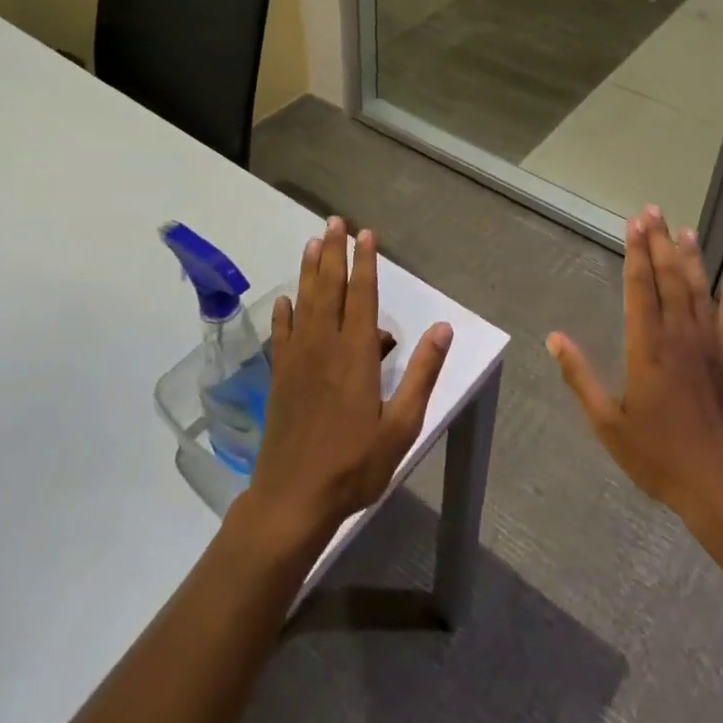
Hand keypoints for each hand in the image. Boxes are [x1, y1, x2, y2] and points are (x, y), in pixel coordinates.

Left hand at [242, 218, 451, 548]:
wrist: (292, 500)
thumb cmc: (355, 465)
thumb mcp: (402, 425)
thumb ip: (422, 373)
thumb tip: (443, 328)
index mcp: (357, 356)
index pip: (363, 297)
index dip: (365, 263)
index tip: (364, 235)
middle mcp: (325, 348)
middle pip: (329, 290)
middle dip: (332, 253)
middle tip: (333, 222)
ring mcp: (297, 361)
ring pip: (304, 304)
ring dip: (308, 272)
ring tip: (311, 242)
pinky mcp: (279, 379)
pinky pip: (281, 336)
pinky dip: (282, 314)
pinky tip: (283, 301)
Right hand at [548, 207, 722, 524]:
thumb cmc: (659, 456)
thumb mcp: (608, 423)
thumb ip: (580, 376)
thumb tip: (555, 338)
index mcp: (647, 346)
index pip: (640, 287)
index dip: (636, 252)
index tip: (634, 223)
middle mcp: (680, 336)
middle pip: (670, 278)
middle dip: (660, 243)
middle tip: (654, 211)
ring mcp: (711, 347)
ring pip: (700, 292)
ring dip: (692, 260)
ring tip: (687, 231)